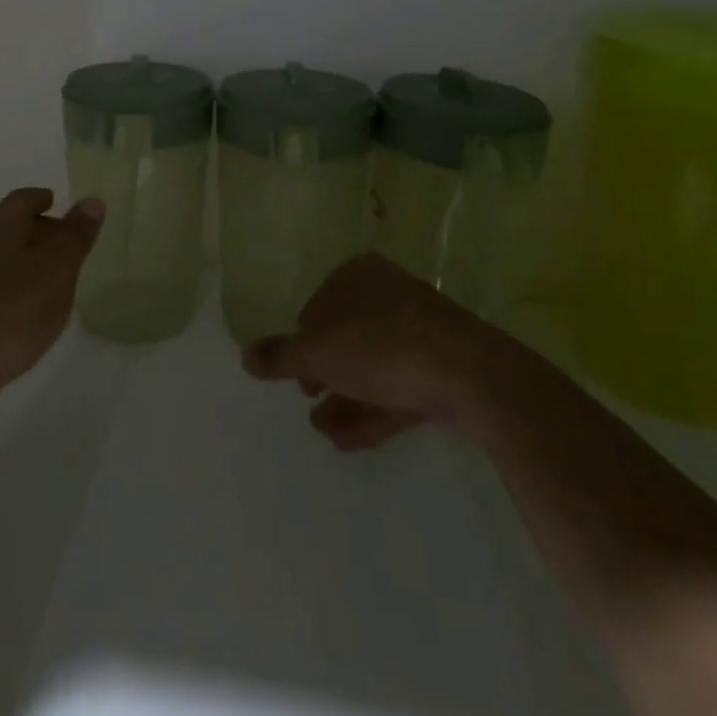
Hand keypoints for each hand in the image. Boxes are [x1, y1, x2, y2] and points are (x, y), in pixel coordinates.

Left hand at [0, 187, 103, 429]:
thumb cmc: (11, 310)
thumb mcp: (55, 270)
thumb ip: (75, 237)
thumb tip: (92, 200)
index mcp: (0, 230)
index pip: (20, 201)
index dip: (39, 198)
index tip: (56, 201)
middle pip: (10, 230)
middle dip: (38, 231)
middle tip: (67, 243)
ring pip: (3, 263)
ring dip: (29, 265)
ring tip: (57, 282)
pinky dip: (18, 293)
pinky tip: (33, 316)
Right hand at [242, 252, 505, 451]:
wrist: (472, 377)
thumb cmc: (383, 348)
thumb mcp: (319, 353)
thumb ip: (280, 356)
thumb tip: (244, 355)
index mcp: (358, 275)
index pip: (317, 306)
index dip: (302, 343)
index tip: (296, 375)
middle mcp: (388, 294)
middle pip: (346, 337)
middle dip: (325, 375)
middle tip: (310, 402)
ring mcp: (419, 330)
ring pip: (372, 366)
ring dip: (345, 398)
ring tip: (325, 431)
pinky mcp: (441, 366)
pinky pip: (397, 386)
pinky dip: (372, 410)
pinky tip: (349, 440)